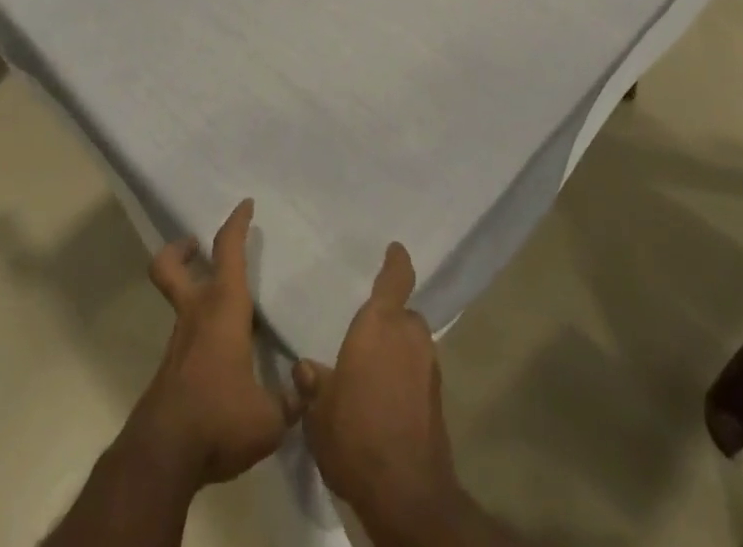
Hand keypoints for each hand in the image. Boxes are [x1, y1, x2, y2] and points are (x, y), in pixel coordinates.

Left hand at [130, 199, 298, 484]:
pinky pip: (185, 335)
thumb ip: (293, 400)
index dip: (236, 223)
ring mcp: (178, 342)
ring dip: (191, 291)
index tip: (245, 205)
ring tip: (225, 308)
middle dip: (180, 250)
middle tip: (196, 245)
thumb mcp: (270, 418)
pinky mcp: (171, 370)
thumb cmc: (220, 419)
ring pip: (177, 300)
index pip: (228, 251)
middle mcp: (196, 314)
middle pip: (169, 266)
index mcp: (223, 307)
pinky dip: (199, 332)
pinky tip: (223, 357)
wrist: (164, 457)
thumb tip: (308, 384)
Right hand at [293, 243, 462, 529]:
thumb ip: (313, 384)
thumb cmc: (355, 435)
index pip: (395, 280)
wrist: (406, 493)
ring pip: (414, 345)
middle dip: (391, 321)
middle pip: (405, 316)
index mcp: (380, 325)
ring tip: (374, 371)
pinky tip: (386, 400)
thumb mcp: (319, 411)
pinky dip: (406, 378)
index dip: (396, 262)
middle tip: (368, 335)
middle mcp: (409, 337)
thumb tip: (304, 367)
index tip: (395, 249)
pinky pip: (419, 374)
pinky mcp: (438, 401)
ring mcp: (429, 369)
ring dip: (399, 351)